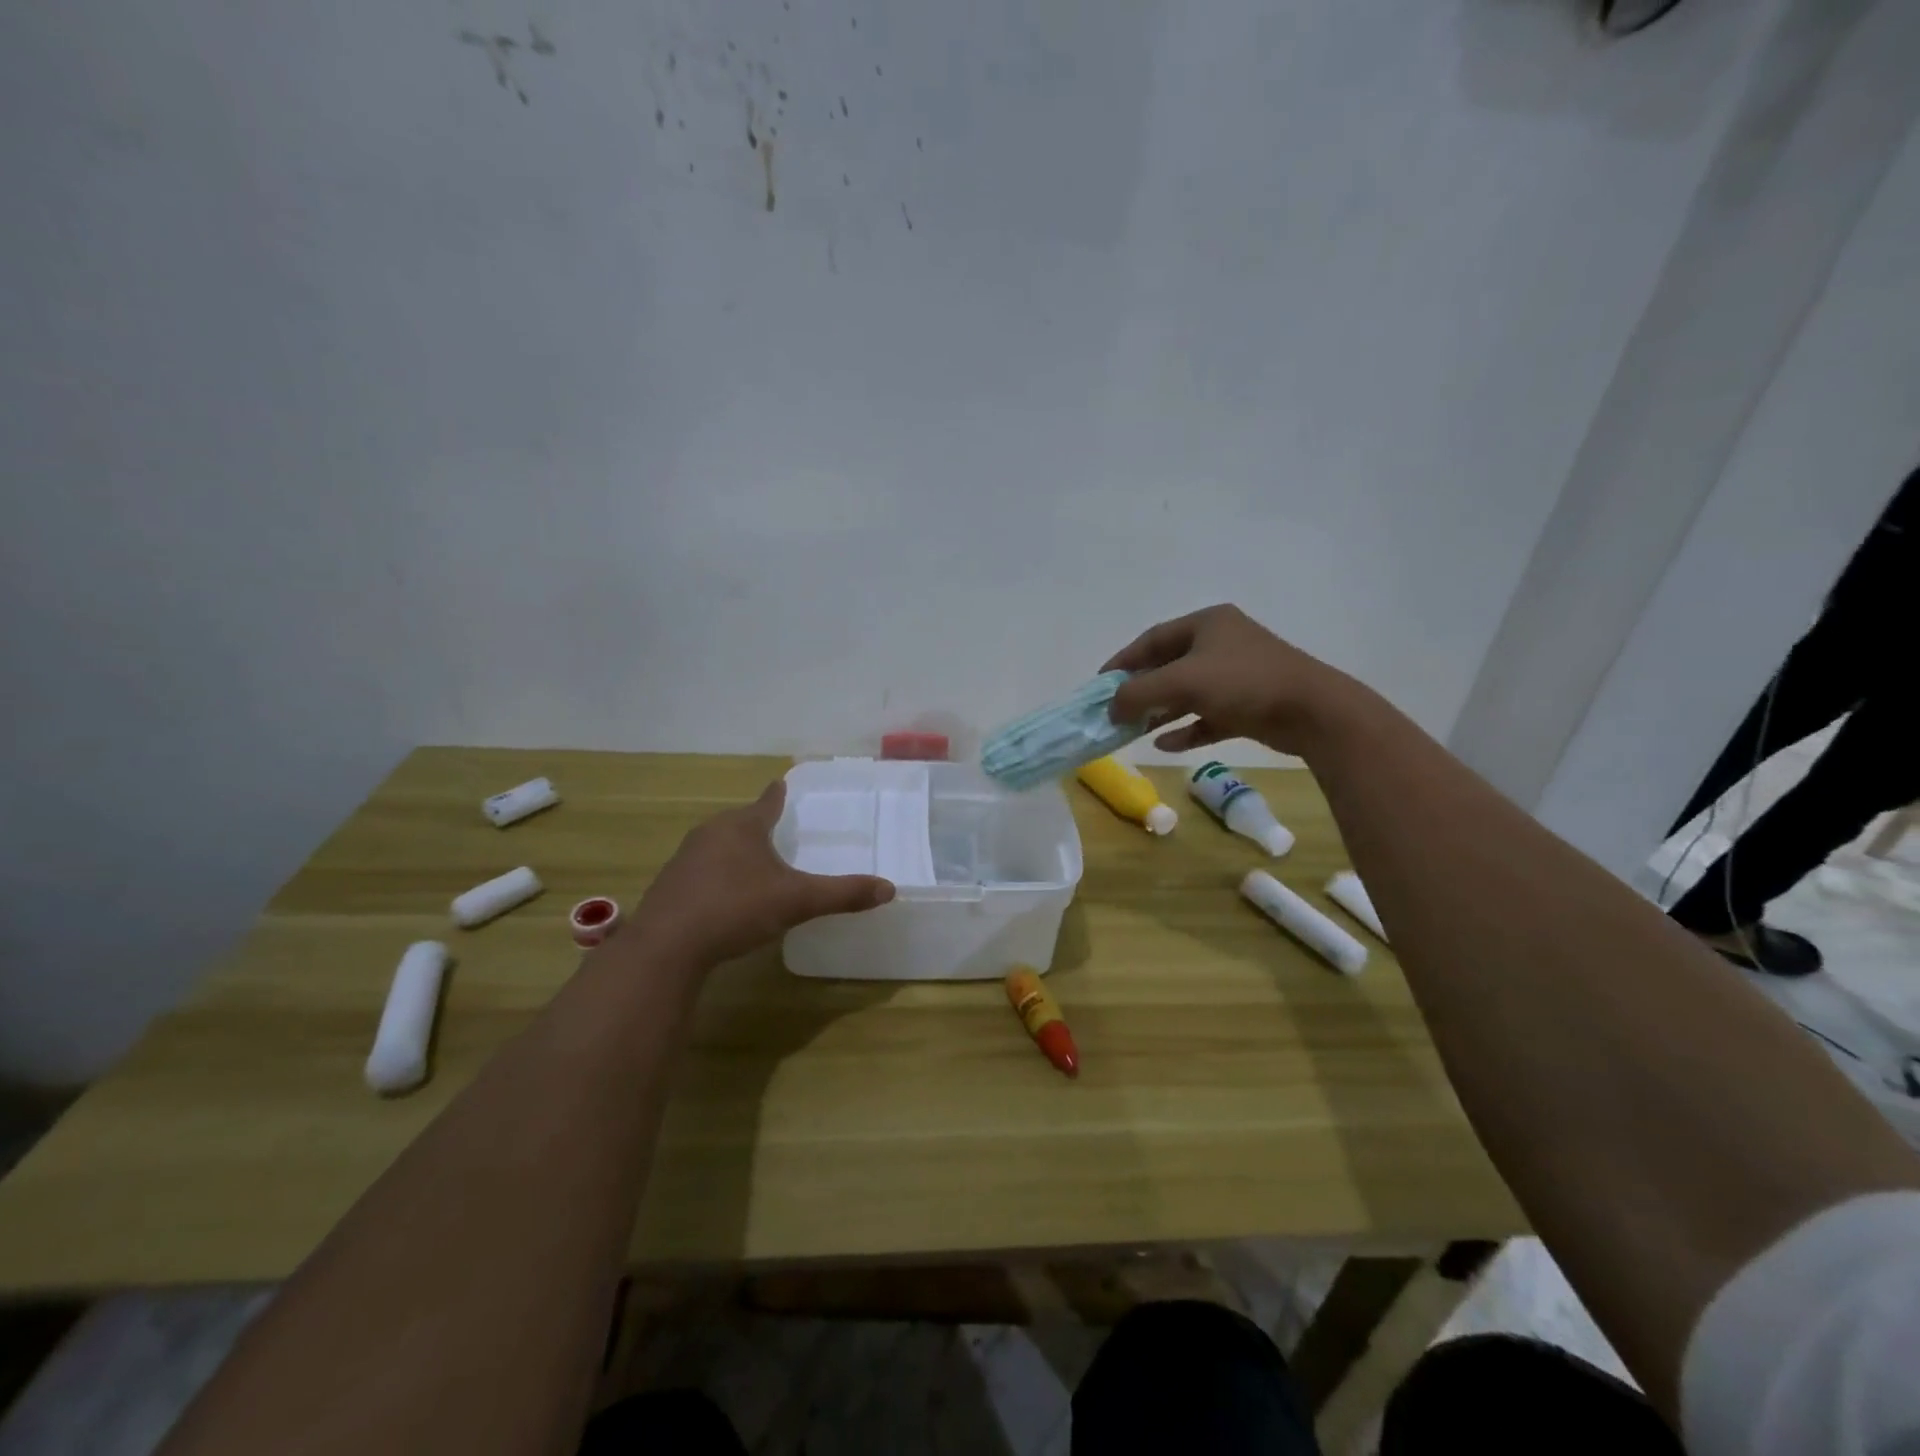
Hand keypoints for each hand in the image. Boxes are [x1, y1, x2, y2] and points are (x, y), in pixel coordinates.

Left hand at [630, 781, 895, 966]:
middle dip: (758, 824)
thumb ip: (842, 894)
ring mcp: (685, 858)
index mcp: (743, 826)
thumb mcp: (797, 901)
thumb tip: (889, 889)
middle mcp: (712, 832)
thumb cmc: (736, 908)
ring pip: (718, 845)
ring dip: (736, 850)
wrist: (667, 946)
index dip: (778, 794)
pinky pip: (702, 870)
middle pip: (741, 821)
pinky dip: (717, 875)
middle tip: (777, 829)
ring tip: (754, 863)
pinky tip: (725, 896)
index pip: (768, 802)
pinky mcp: (670, 885)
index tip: (782, 783)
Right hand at [1102, 604, 1354, 756]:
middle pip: (1169, 666)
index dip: (1123, 661)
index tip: (1100, 684)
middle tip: (1115, 710)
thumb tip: (1110, 707)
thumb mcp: (1182, 681)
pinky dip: (1187, 729)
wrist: (1313, 712)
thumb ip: (1138, 693)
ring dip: (1160, 711)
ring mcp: (1237, 675)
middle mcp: (1221, 644)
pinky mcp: (1249, 705)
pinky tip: (1165, 745)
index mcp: (1207, 624)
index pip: (1152, 639)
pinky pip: (1208, 716)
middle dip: (1141, 690)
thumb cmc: (1243, 683)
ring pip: (1187, 693)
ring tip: (1133, 730)